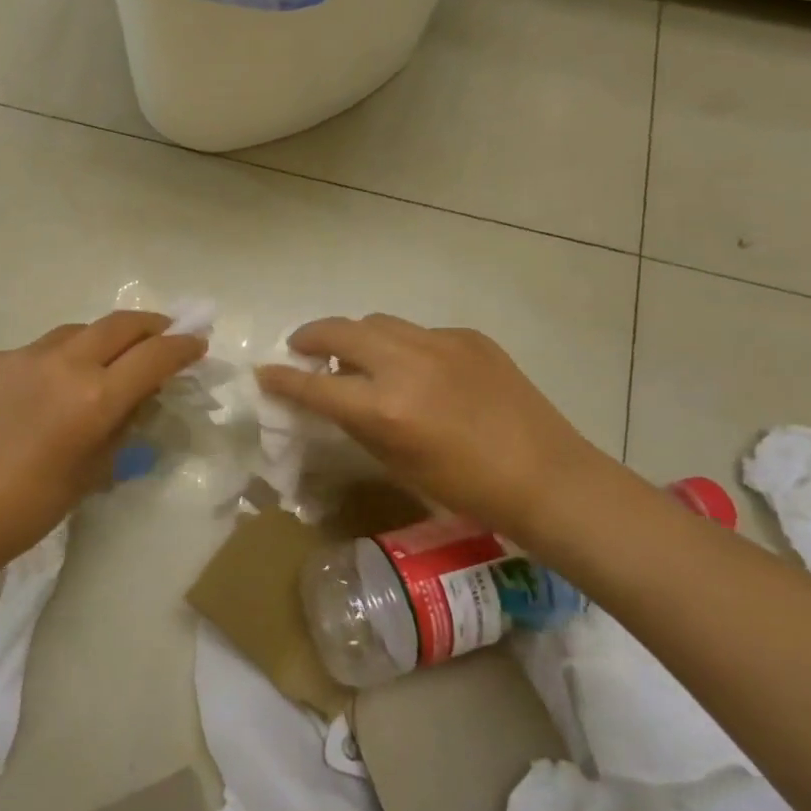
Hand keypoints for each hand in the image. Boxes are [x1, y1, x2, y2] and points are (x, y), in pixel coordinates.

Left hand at [0, 311, 206, 589]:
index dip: (182, 346)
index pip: (154, 356)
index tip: (197, 342)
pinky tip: (44, 391)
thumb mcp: (92, 471)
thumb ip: (121, 426)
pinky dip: (53, 363)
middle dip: (150, 326)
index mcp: (94, 397)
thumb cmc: (29, 509)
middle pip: (119, 324)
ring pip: (76, 331)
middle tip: (164, 335)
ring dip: (100, 340)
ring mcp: (22, 356)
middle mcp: (62, 363)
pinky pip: (35, 351)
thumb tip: (137, 398)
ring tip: (105, 362)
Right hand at [255, 314, 603, 542]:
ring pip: (376, 322)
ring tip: (354, 354)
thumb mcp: (396, 461)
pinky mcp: (468, 337)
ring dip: (354, 335)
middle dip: (309, 337)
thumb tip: (330, 398)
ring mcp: (439, 343)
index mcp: (385, 407)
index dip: (282, 378)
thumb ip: (357, 422)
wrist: (546, 476)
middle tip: (300, 348)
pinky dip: (401, 345)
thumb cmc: (465, 488)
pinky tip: (415, 369)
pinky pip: (418, 333)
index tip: (264, 372)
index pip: (314, 384)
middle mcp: (405, 364)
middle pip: (338, 331)